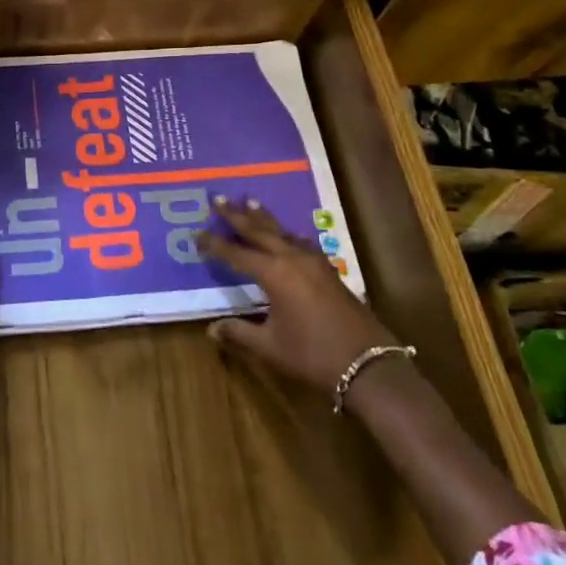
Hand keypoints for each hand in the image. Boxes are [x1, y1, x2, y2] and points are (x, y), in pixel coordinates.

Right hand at [198, 197, 400, 396]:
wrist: (368, 365)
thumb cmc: (313, 355)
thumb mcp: (270, 347)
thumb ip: (239, 333)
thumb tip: (211, 329)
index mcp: (274, 274)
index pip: (236, 254)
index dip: (215, 244)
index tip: (197, 233)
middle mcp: (292, 259)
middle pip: (259, 231)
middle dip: (237, 216)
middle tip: (219, 199)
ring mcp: (314, 263)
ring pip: (283, 232)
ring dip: (264, 218)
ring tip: (250, 202)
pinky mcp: (329, 271)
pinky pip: (301, 242)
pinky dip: (287, 234)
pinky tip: (288, 234)